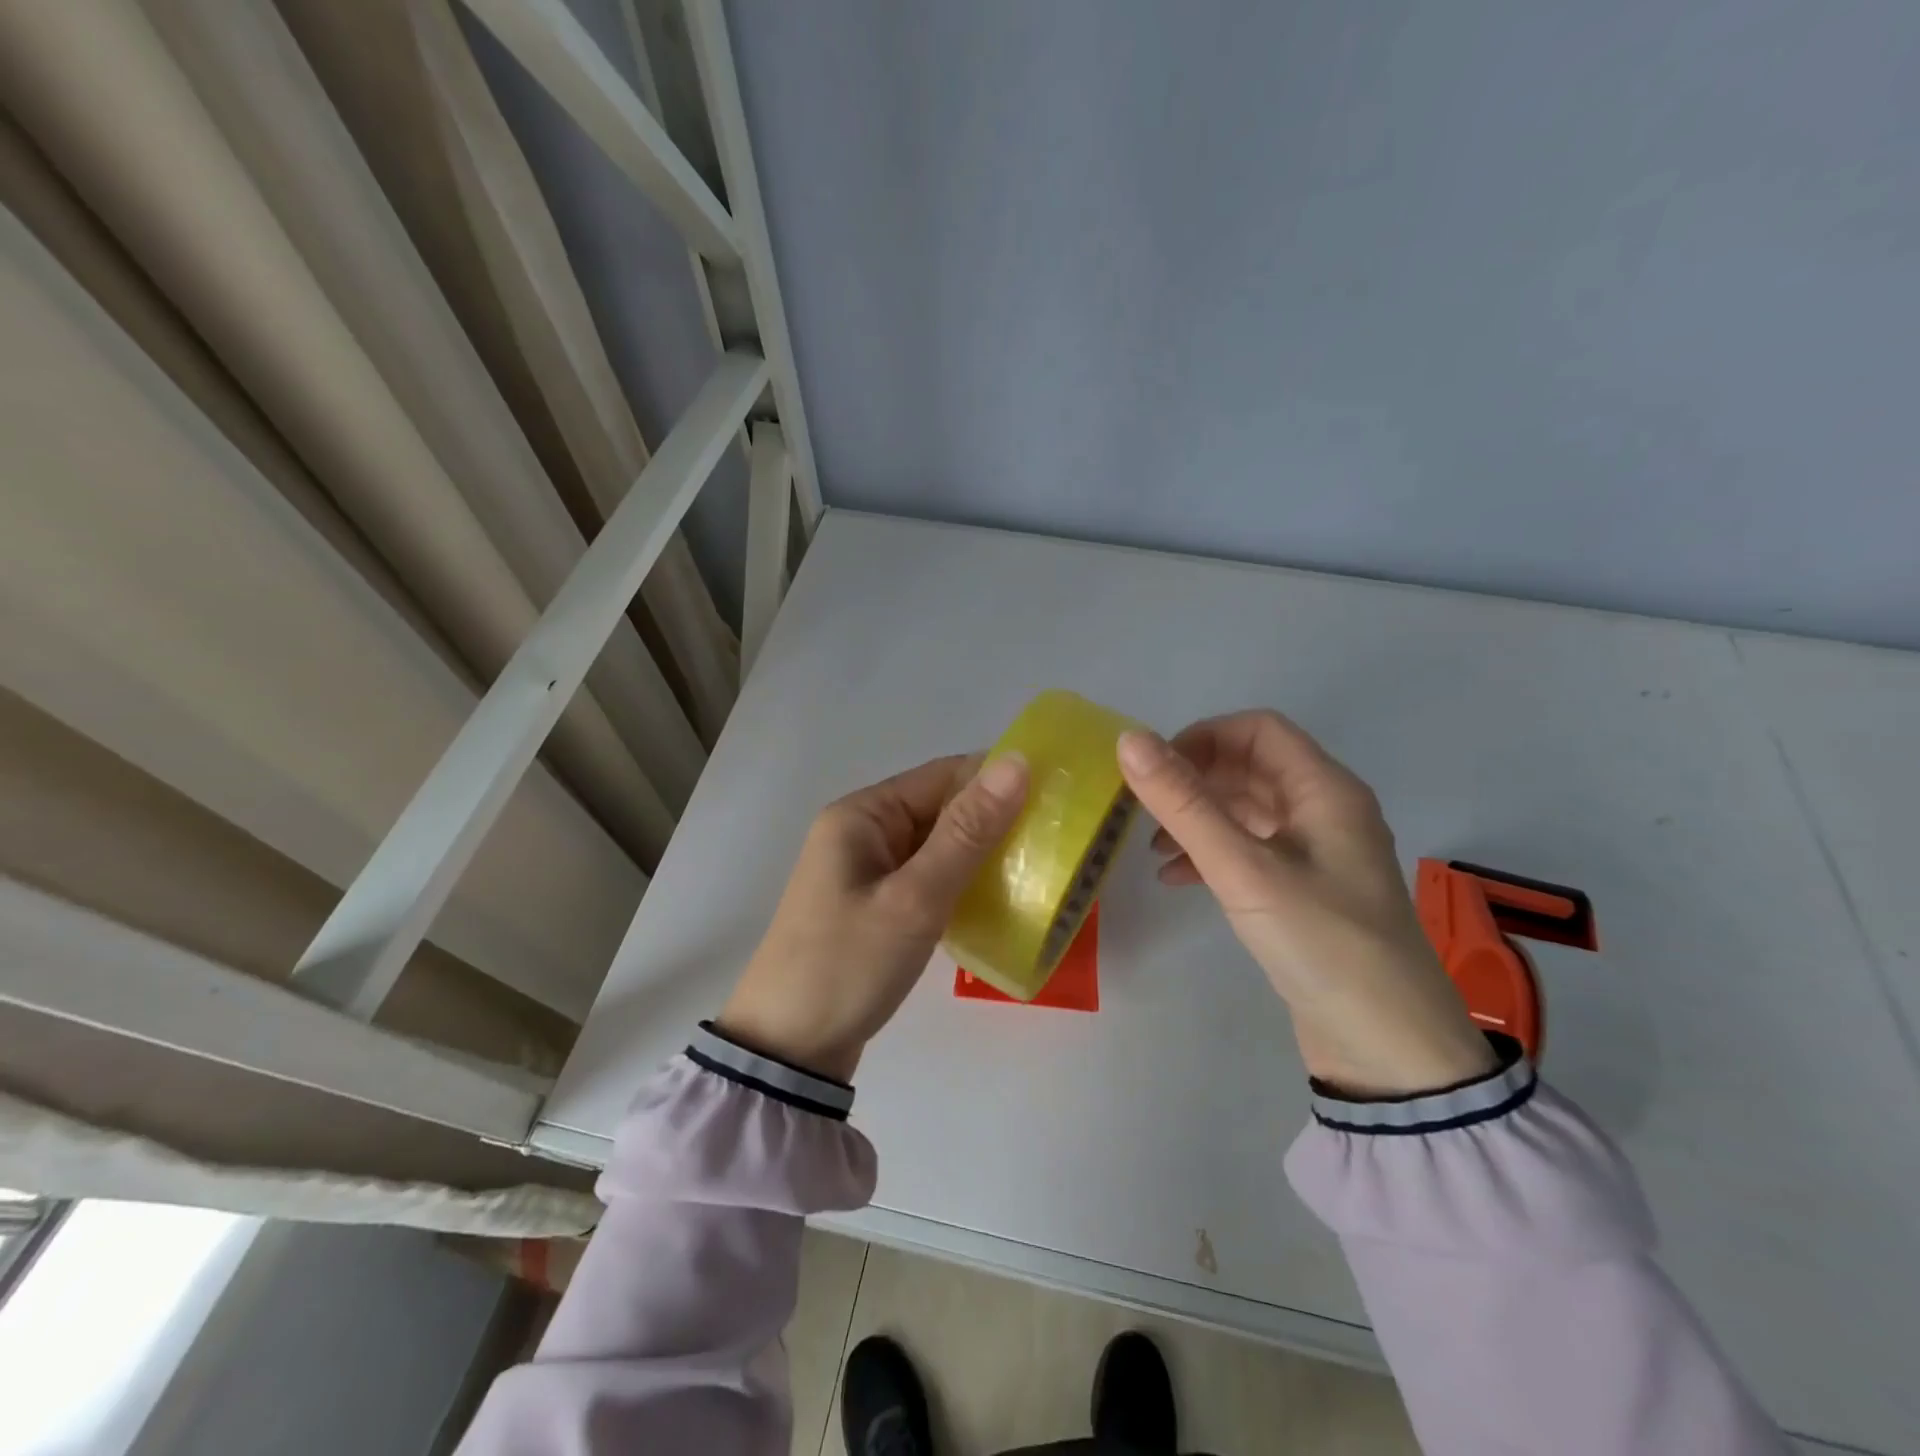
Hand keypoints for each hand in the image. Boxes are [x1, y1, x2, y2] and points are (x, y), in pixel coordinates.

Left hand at [717, 752, 1029, 1080]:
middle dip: (994, 820)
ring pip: (938, 845)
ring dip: (981, 854)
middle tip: (1057, 839)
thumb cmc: (848, 964)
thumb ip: (967, 832)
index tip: (1056, 797)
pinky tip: (999, 898)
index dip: (998, 780)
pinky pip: (927, 877)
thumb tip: (1016, 762)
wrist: (788, 1051)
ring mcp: (867, 871)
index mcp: (862, 815)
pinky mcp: (876, 906)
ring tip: (1040, 867)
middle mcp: (862, 832)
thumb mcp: (914, 898)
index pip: (942, 776)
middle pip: (940, 808)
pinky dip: (961, 882)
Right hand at [1117, 711, 1495, 1097]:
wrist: (1388, 1049)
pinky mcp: (1306, 892)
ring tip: (1153, 849)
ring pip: (1247, 811)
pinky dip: (1211, 854)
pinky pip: (1251, 851)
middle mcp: (1326, 811)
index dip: (1202, 737)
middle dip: (1194, 781)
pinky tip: (1177, 880)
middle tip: (1142, 810)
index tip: (1154, 770)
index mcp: (1325, 790)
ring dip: (1198, 819)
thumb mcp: (1243, 869)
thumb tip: (1129, 740)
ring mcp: (1318, 854)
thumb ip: (1184, 804)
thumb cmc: (1321, 942)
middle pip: (1250, 768)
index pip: (1258, 729)